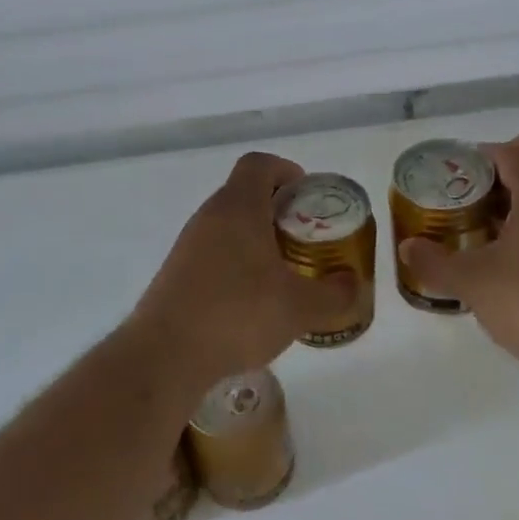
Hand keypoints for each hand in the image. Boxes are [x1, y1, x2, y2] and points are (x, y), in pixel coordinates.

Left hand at [130, 152, 354, 387]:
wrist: (165, 355)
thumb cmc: (237, 314)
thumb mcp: (300, 307)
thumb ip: (334, 293)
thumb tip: (353, 284)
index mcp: (238, 207)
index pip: (259, 164)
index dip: (285, 170)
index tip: (306, 196)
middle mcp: (209, 216)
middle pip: (245, 193)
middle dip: (277, 209)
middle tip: (304, 237)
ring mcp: (188, 244)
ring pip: (228, 224)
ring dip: (256, 237)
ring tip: (282, 271)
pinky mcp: (176, 272)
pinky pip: (213, 251)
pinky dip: (235, 261)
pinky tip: (251, 299)